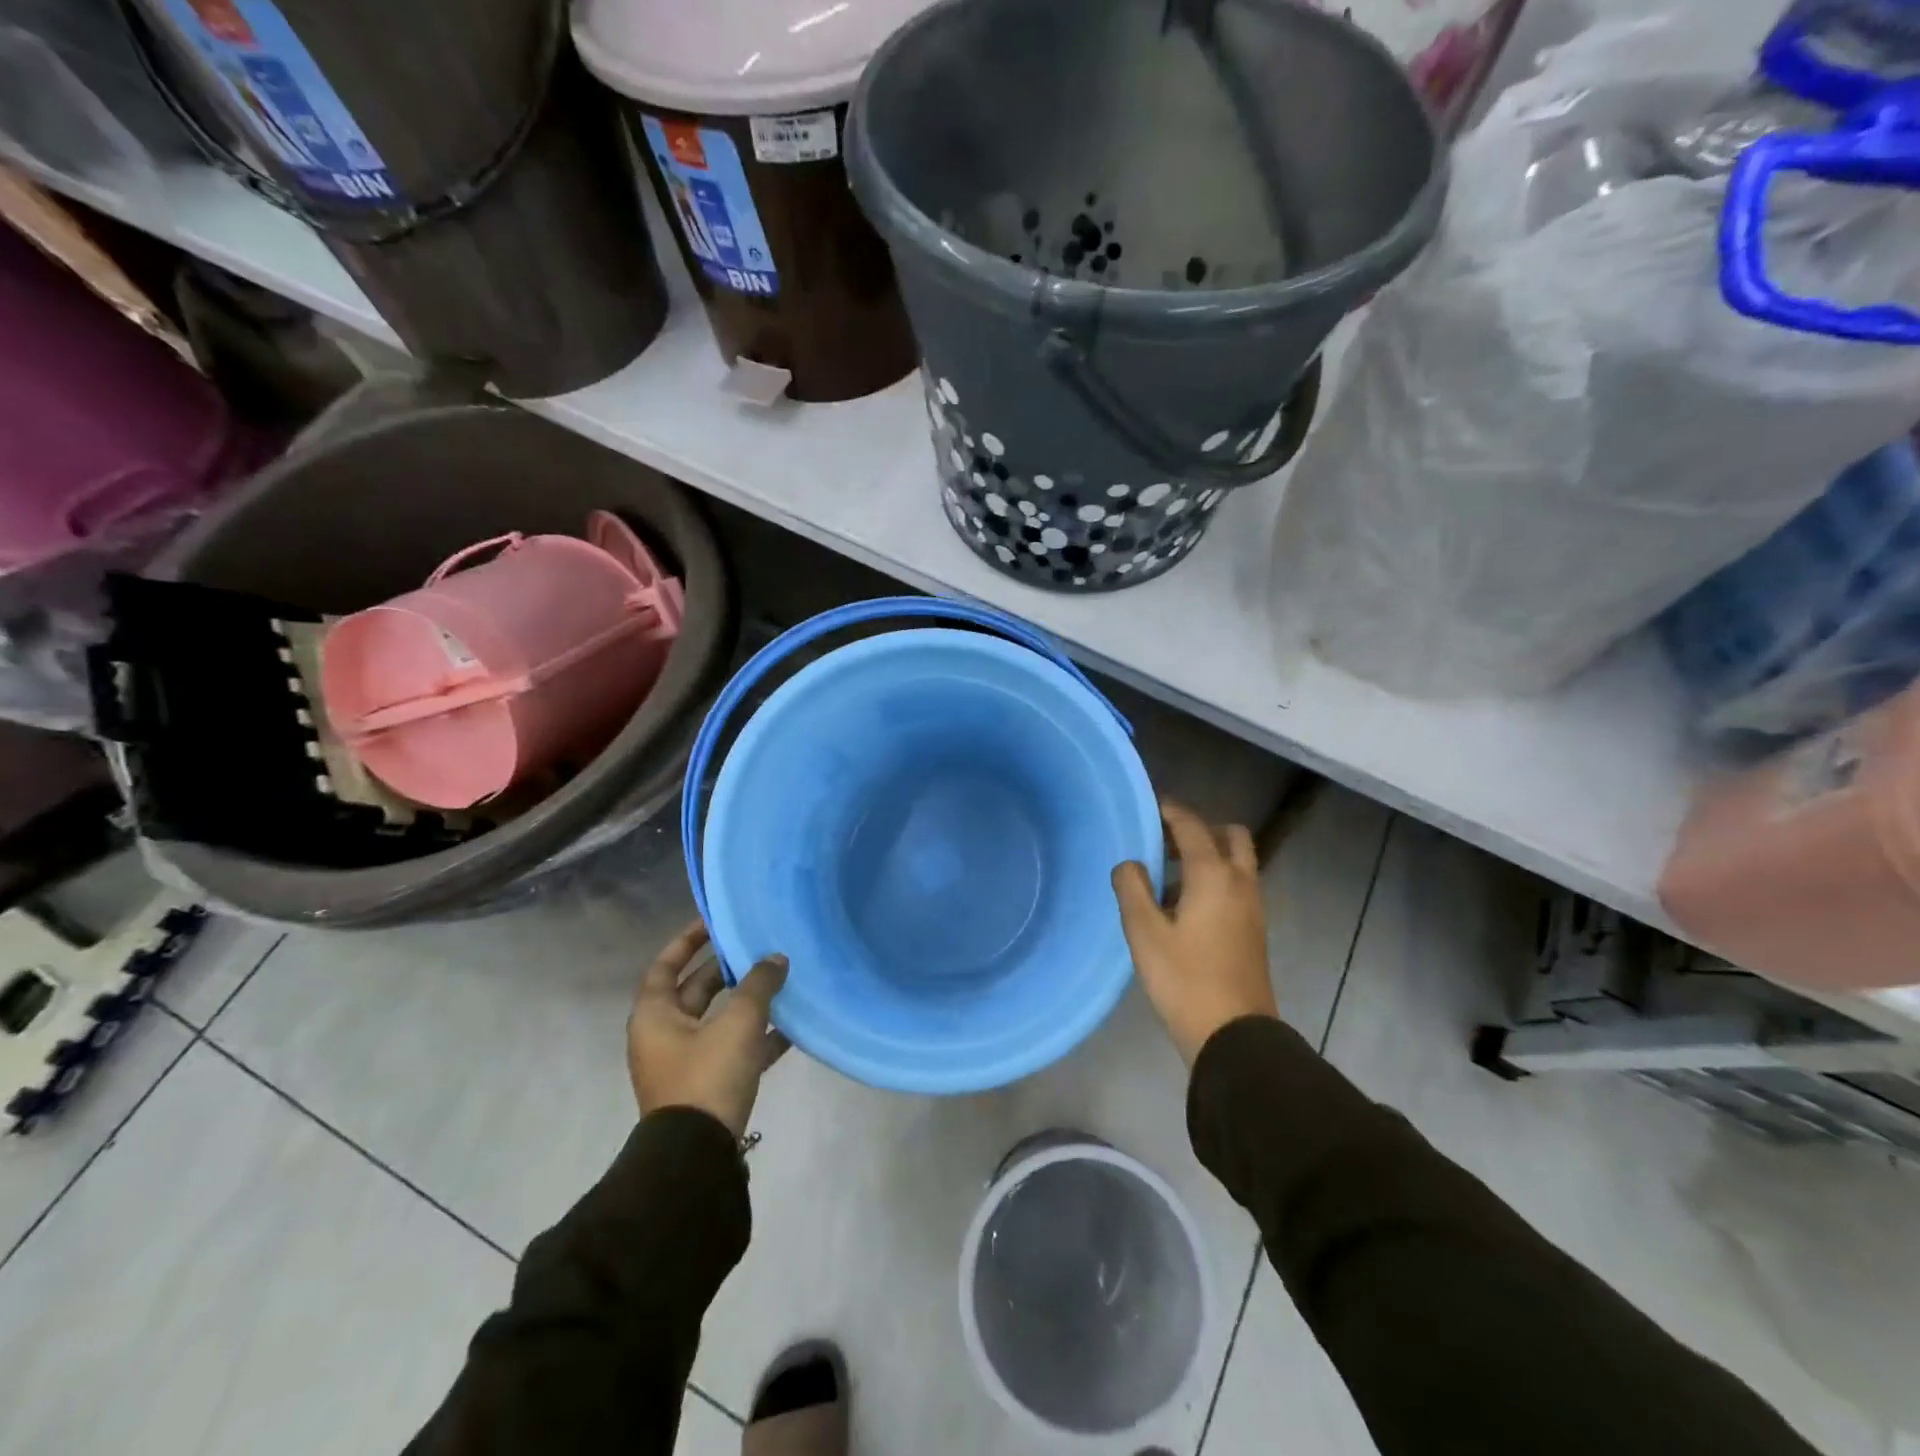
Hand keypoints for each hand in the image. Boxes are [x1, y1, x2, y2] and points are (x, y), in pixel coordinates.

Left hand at [627, 919, 789, 1137]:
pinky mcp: (705, 1085)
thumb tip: (776, 958)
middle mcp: (663, 1035)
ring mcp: (684, 1062)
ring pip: (717, 1020)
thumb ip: (759, 985)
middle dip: (726, 970)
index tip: (714, 922)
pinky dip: (755, 1036)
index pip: (666, 966)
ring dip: (746, 1002)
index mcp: (655, 1015)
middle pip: (695, 991)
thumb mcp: (738, 1023)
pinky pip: (731, 1049)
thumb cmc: (707, 1076)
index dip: (687, 941)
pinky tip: (790, 1028)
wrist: (696, 1157)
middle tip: (757, 948)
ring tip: (780, 981)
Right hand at [1112, 799, 1276, 1063]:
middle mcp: (1240, 882)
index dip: (1170, 811)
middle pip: (1229, 835)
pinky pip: (1236, 884)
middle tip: (1165, 841)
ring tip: (1167, 876)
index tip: (1149, 805)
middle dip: (1199, 829)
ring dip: (1207, 855)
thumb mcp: (1144, 933)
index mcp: (1213, 875)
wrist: (1234, 1035)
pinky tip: (1183, 906)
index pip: (1192, 826)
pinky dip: (1215, 878)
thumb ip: (1132, 888)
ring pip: (1236, 861)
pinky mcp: (1254, 929)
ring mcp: (1252, 907)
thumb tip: (1130, 864)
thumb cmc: (1185, 979)